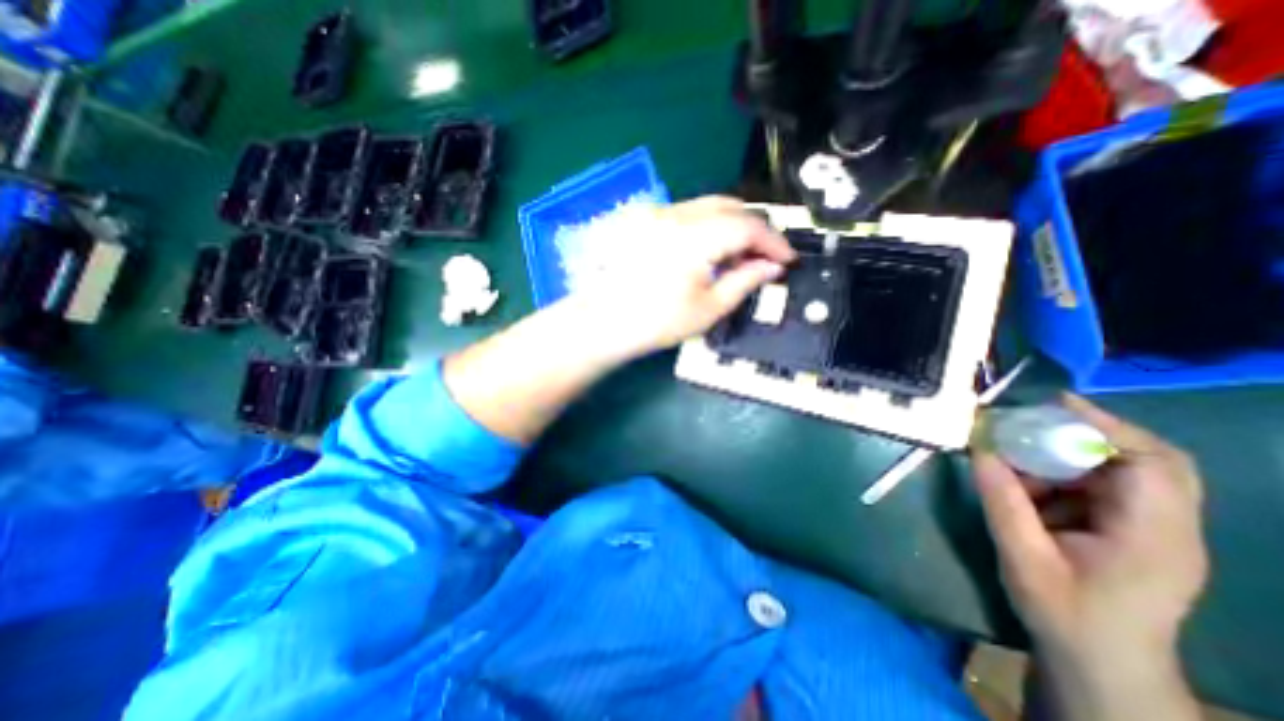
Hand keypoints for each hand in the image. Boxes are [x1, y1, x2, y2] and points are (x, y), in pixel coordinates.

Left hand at [570, 198, 799, 357]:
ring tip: (739, 257)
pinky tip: (710, 251)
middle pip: (730, 207)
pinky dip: (709, 226)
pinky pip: (689, 213)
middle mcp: (675, 214)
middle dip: (755, 230)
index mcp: (693, 237)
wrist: (603, 323)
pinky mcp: (646, 220)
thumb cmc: (656, 323)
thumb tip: (773, 267)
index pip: (747, 226)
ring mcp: (657, 213)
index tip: (787, 260)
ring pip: (710, 206)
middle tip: (765, 257)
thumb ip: (745, 281)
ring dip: (733, 226)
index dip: (774, 241)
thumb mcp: (709, 308)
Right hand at [981, 397, 1211, 666]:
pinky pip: (1102, 488)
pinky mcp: (1135, 532)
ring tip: (1015, 463)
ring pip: (1119, 471)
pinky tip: (1028, 489)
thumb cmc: (1065, 615)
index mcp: (1152, 537)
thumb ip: (1002, 500)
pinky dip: (1062, 477)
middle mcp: (1168, 527)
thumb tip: (979, 448)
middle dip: (1086, 434)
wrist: (1102, 665)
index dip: (1106, 427)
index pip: (1152, 465)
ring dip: (1064, 458)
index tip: (1053, 404)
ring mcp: (1156, 530)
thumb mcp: (1022, 556)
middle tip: (1029, 424)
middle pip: (1147, 460)